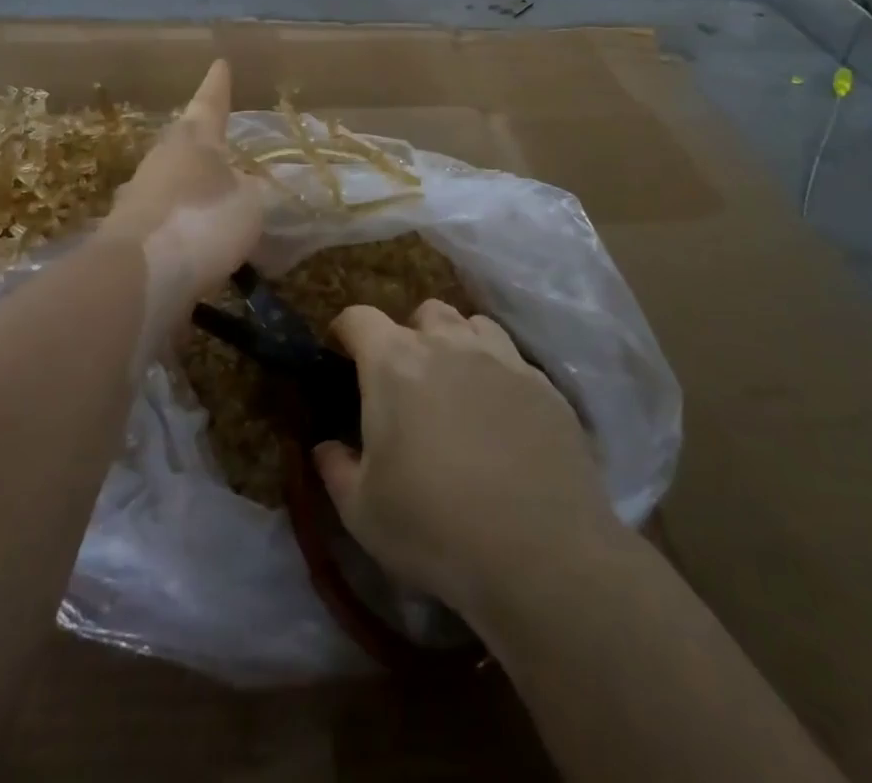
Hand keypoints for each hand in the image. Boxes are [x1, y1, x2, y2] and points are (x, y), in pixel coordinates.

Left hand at [99, 60, 262, 343]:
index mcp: (192, 140)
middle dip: (202, 144)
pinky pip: (165, 222)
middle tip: (222, 145)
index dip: (218, 86)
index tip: (220, 64)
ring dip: (191, 190)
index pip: (210, 103)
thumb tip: (250, 186)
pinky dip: (183, 228)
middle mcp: (160, 160)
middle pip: (183, 143)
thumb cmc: (202, 220)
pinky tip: (198, 248)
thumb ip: (253, 191)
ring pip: (171, 183)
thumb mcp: (249, 203)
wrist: (139, 276)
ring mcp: (138, 197)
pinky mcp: (128, 235)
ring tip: (216, 205)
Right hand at [315, 302, 620, 624]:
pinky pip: (513, 359)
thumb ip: (335, 468)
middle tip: (407, 384)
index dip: (345, 333)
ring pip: (472, 325)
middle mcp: (448, 344)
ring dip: (457, 345)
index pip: (359, 318)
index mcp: (394, 362)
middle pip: (422, 313)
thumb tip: (326, 445)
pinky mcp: (545, 385)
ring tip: (457, 390)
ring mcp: (502, 359)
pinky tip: (503, 419)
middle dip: (409, 337)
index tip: (343, 358)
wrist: (542, 557)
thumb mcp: (362, 511)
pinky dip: (499, 375)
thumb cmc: (435, 528)